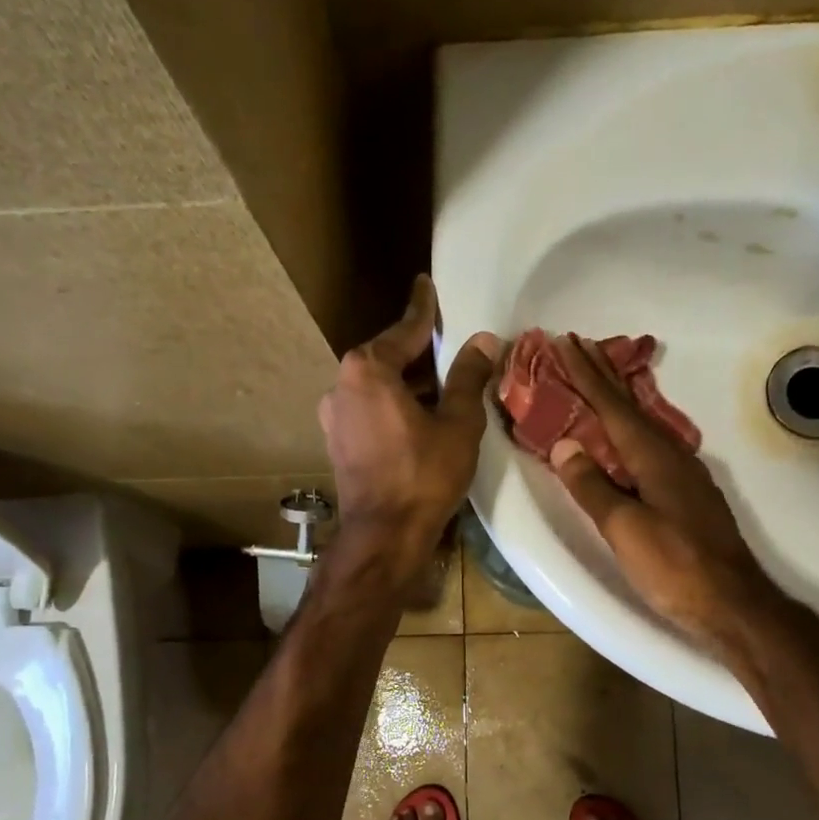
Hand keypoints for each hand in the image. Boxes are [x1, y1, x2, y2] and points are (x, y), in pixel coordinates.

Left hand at [318, 276, 499, 578]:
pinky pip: (370, 409)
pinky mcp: (338, 443)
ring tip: (443, 385)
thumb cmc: (423, 475)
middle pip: (387, 357)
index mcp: (368, 370)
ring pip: (377, 386)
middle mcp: (342, 385)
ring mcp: (335, 416)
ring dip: (407, 382)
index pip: (404, 329)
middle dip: (418, 351)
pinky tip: (419, 417)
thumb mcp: (457, 422)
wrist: (384, 535)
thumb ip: (469, 377)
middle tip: (448, 343)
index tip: (425, 284)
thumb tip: (484, 340)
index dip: (423, 309)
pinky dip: (394, 405)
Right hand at [548, 334, 785, 653]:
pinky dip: (628, 428)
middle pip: (630, 406)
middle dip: (602, 374)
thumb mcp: (625, 528)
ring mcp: (683, 473)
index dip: (586, 374)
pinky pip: (649, 444)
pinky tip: (625, 436)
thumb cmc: (675, 566)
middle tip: (579, 344)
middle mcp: (671, 454)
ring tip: (596, 381)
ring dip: (616, 398)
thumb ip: (592, 487)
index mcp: (653, 456)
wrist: (733, 603)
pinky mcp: (687, 493)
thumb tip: (565, 446)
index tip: (565, 342)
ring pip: (642, 423)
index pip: (612, 405)